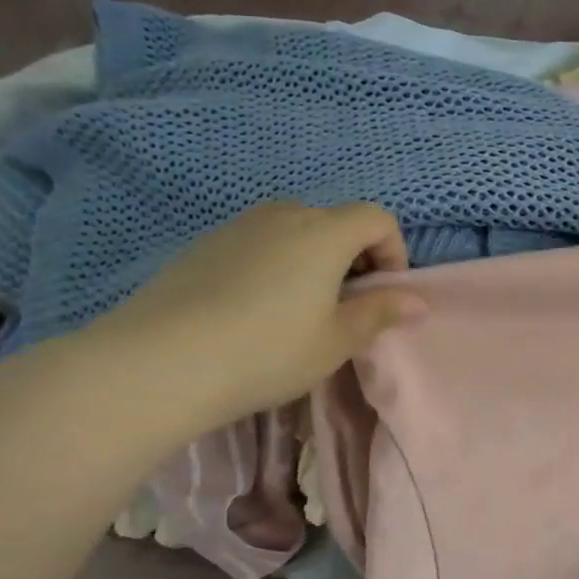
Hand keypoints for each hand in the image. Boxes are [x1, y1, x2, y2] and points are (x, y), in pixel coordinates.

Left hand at [83, 201, 423, 432]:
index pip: (377, 218)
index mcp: (323, 233)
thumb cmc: (269, 351)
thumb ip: (380, 313)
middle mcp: (282, 216)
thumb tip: (418, 301)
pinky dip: (275, 263)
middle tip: (346, 305)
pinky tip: (256, 309)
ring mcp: (237, 227)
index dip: (393, 252)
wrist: (161, 361)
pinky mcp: (203, 245)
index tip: (383, 293)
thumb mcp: (337, 340)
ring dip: (314, 259)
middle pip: (335, 221)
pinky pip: (257, 242)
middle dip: (354, 256)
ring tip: (302, 308)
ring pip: (294, 230)